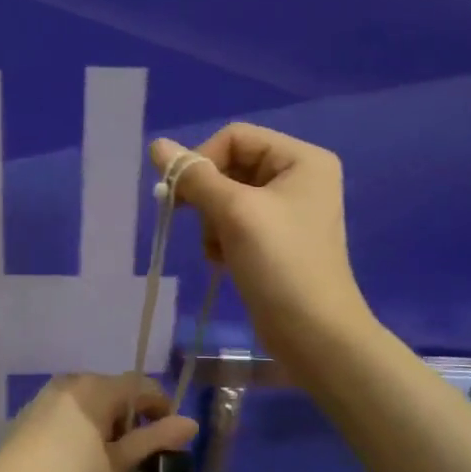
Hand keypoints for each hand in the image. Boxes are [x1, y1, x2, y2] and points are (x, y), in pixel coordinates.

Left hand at [0, 374, 197, 471]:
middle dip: (132, 417)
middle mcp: (72, 381)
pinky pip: (71, 410)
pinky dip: (85, 426)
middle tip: (139, 454)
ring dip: (107, 422)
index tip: (170, 438)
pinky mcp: (31, 412)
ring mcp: (48, 395)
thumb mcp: (117, 464)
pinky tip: (81, 457)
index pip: (141, 385)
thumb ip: (153, 439)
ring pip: (91, 401)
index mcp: (96, 387)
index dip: (161, 407)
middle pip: (115, 390)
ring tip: (110, 459)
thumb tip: (191, 422)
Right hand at [151, 124, 374, 368]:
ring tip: (219, 250)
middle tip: (198, 224)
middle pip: (230, 166)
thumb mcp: (234, 212)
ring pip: (227, 197)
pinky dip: (222, 238)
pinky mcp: (277, 240)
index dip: (202, 160)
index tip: (181, 195)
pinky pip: (235, 223)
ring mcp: (288, 210)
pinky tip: (224, 261)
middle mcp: (298, 177)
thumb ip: (194, 177)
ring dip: (212, 222)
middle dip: (209, 197)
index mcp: (301, 159)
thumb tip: (156, 146)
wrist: (313, 334)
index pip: (235, 137)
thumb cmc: (280, 264)